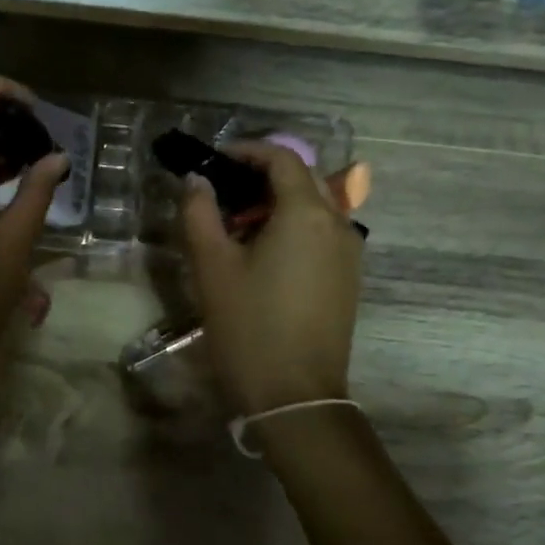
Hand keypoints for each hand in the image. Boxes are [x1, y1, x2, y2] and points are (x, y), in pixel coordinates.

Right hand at [180, 141, 364, 415]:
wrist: (295, 394)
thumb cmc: (248, 325)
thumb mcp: (211, 266)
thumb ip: (199, 213)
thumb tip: (196, 181)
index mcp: (306, 213)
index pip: (282, 158)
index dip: (246, 150)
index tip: (213, 161)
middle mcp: (337, 223)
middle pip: (303, 177)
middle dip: (263, 173)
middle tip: (223, 189)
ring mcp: (349, 252)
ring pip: (315, 205)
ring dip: (278, 200)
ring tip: (237, 222)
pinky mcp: (348, 277)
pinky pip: (322, 232)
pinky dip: (293, 225)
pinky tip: (263, 252)